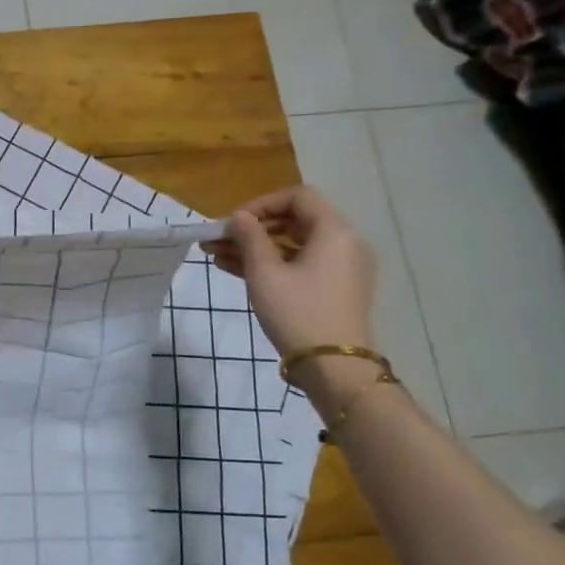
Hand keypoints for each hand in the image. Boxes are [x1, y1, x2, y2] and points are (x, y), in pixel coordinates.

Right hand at [205, 186, 376, 358]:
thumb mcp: (265, 273)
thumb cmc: (297, 313)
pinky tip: (238, 271)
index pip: (298, 196)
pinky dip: (274, 264)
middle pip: (296, 220)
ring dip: (258, 248)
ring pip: (295, 245)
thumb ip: (250, 239)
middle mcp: (345, 243)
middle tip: (218, 240)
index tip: (234, 223)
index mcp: (334, 231)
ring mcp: (343, 268)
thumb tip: (239, 217)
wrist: (334, 368)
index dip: (262, 203)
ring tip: (218, 257)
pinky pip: (302, 265)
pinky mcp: (337, 289)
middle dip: (254, 228)